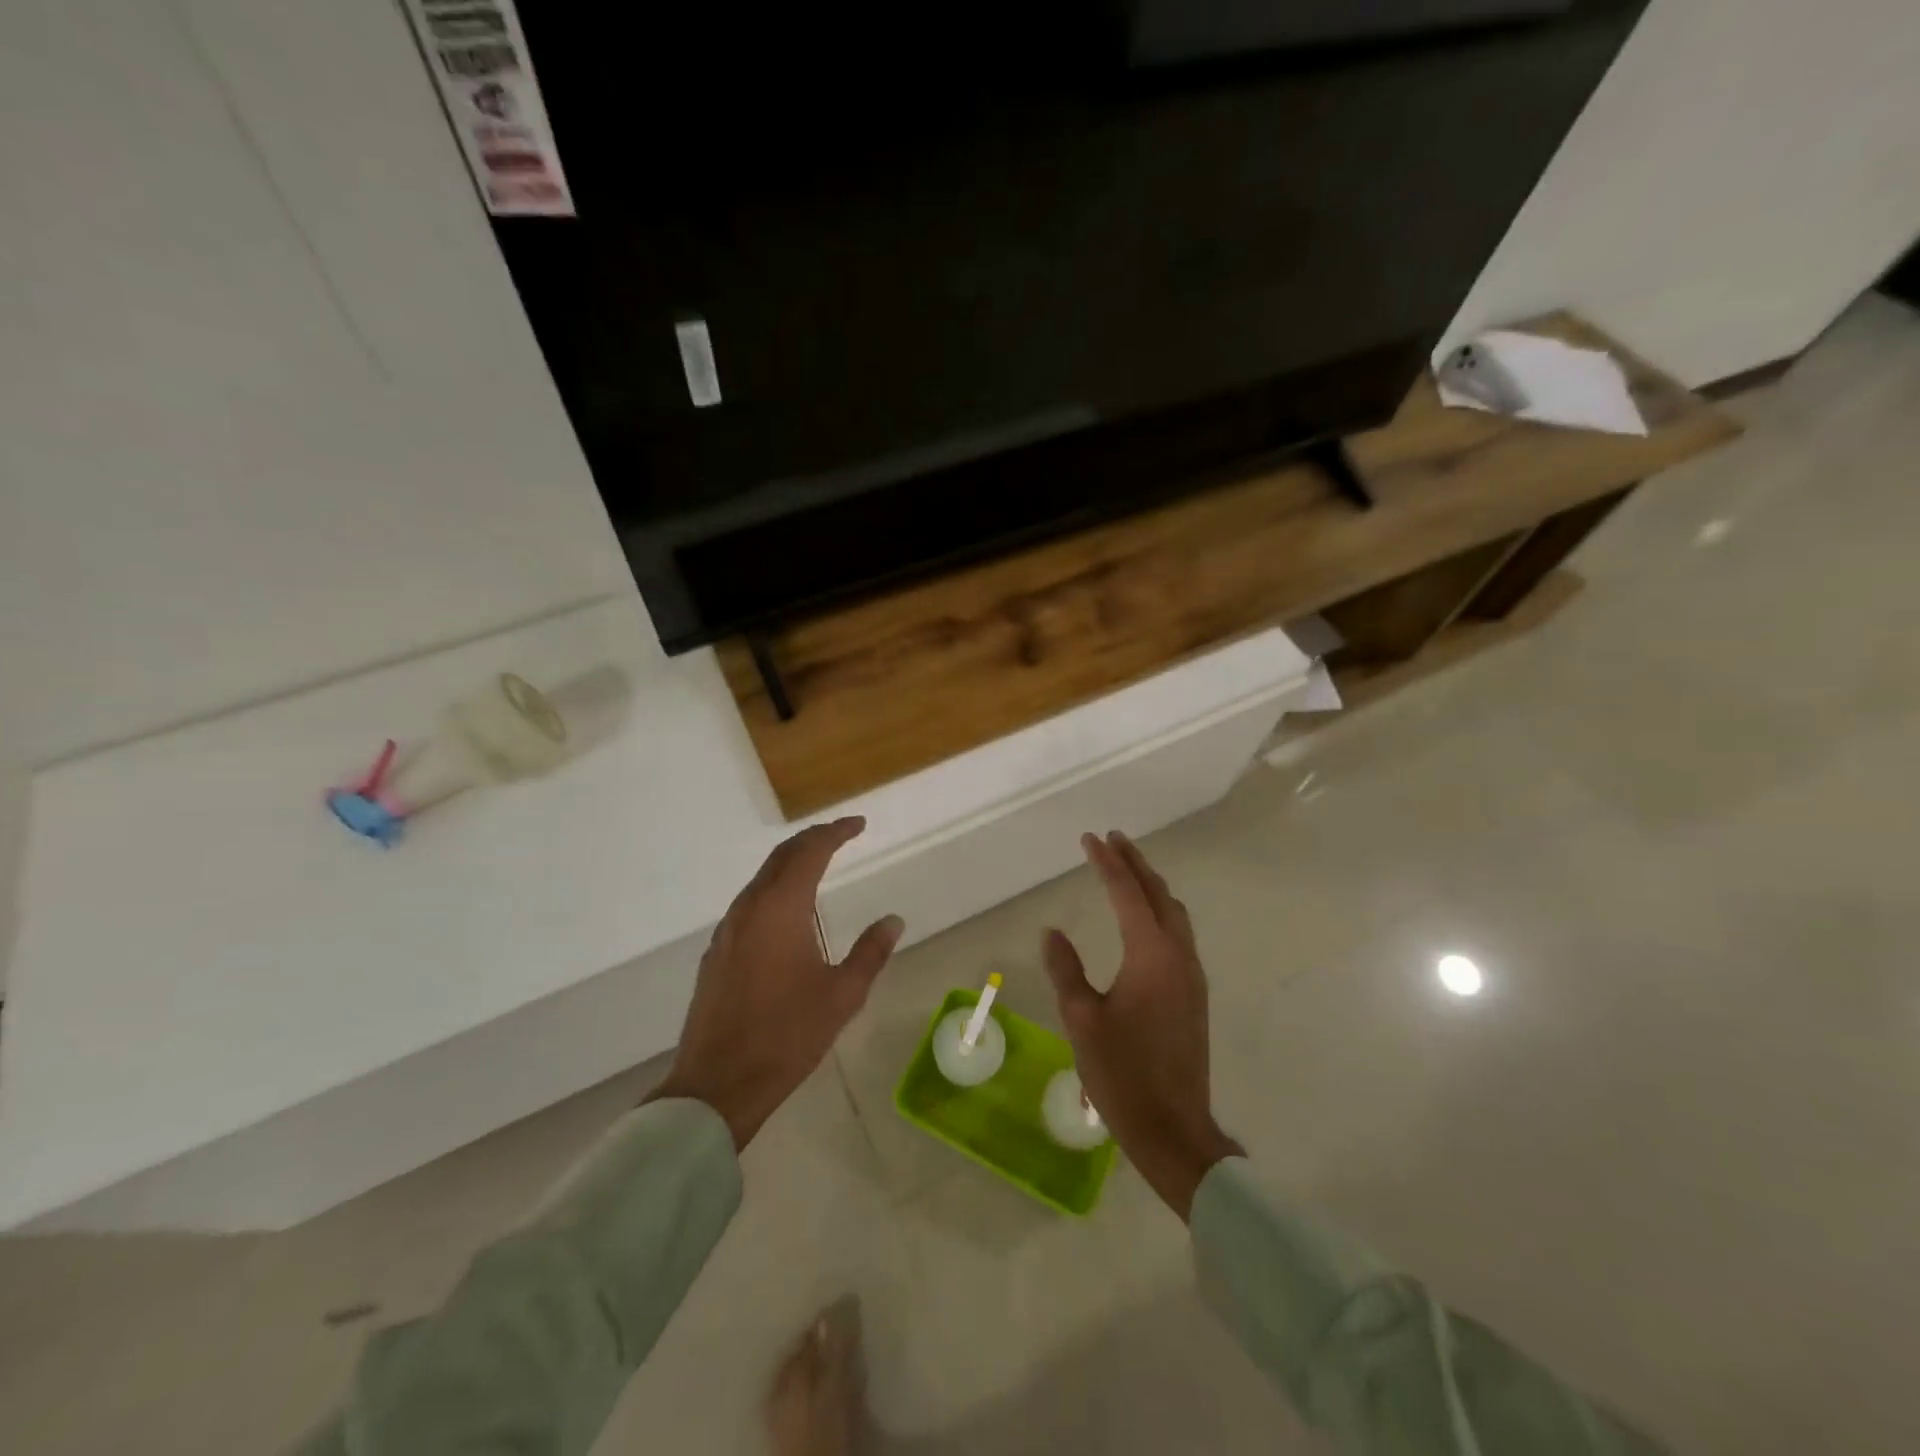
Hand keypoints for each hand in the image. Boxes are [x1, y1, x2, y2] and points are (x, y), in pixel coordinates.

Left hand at [650, 817, 903, 1149]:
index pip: (810, 852)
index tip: (858, 825)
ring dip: (791, 864)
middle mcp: (749, 908)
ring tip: (818, 866)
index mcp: (781, 909)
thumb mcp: (842, 995)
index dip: (835, 832)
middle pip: (781, 857)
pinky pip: (749, 903)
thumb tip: (893, 920)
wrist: (718, 1084)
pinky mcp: (717, 952)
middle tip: (841, 836)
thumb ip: (870, 952)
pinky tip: (788, 912)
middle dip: (812, 840)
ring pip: (761, 879)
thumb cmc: (787, 1036)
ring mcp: (727, 930)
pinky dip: (774, 890)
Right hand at [1043, 832, 1242, 1220]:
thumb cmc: (1122, 1073)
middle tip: (1113, 840)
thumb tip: (1053, 932)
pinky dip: (1161, 911)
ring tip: (1130, 870)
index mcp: (1150, 955)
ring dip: (1151, 886)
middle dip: (1135, 863)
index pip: (1127, 893)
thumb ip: (1066, 969)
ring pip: (1174, 913)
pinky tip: (1147, 919)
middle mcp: (1177, 956)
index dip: (1107, 863)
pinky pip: (1179, 934)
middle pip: (1158, 894)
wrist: (1174, 1128)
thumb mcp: (1081, 1019)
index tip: (1090, 839)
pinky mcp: (1194, 994)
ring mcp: (1191, 975)